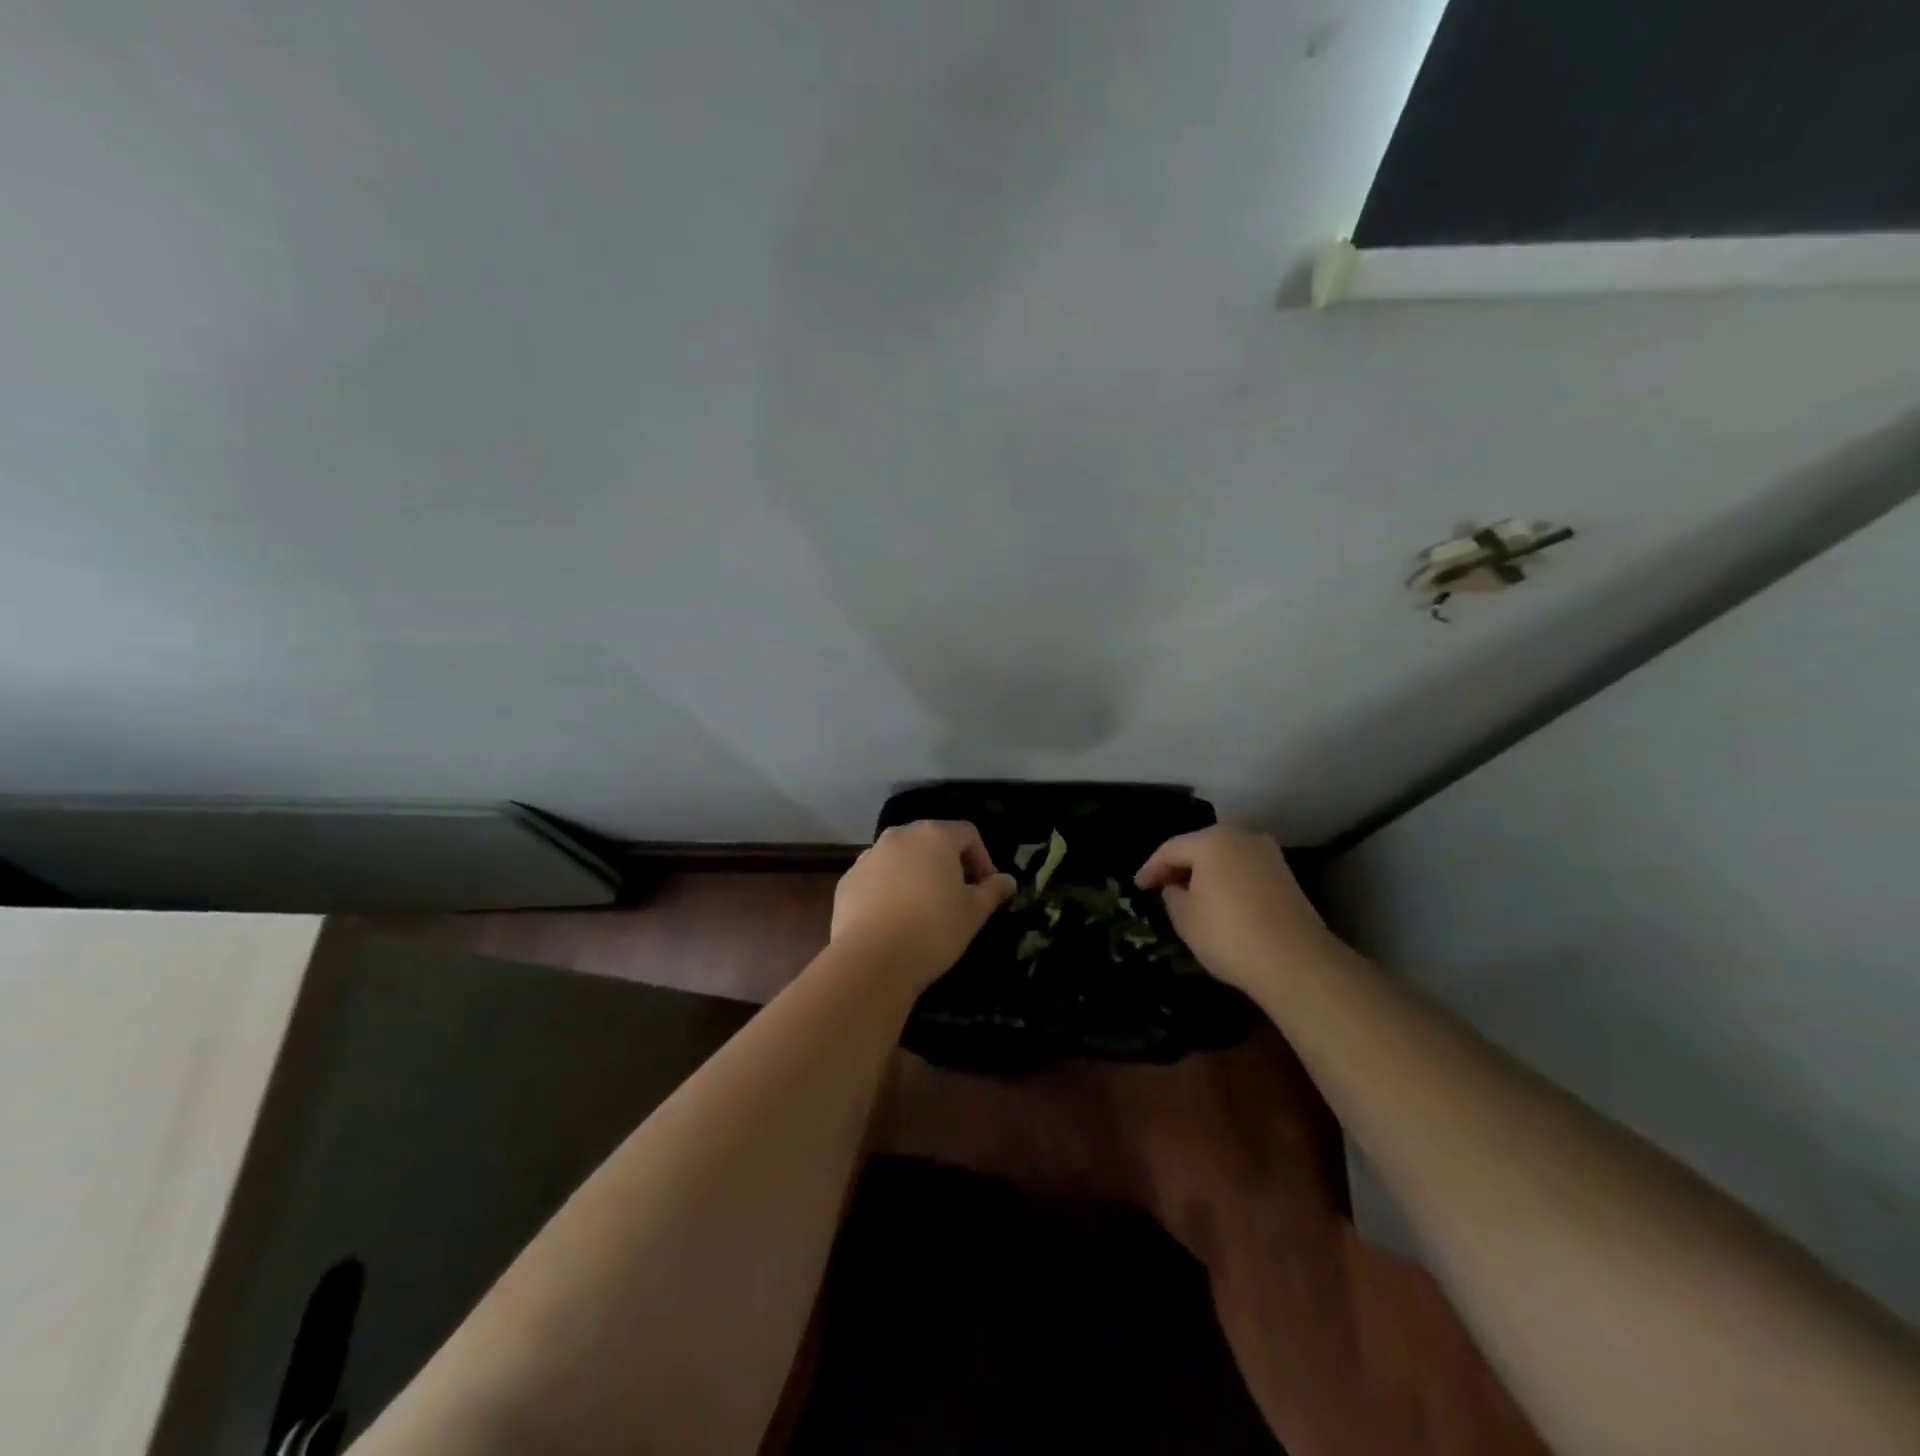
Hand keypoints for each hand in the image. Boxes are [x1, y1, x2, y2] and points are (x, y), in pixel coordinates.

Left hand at [831, 821, 1016, 989]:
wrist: (872, 960)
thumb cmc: (933, 929)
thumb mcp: (973, 913)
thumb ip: (992, 891)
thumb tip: (1008, 881)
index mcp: (934, 836)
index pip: (968, 834)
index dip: (982, 859)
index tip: (986, 889)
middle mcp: (899, 836)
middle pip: (932, 840)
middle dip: (949, 863)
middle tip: (959, 896)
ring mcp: (869, 856)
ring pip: (902, 857)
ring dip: (917, 873)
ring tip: (924, 908)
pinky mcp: (848, 880)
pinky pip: (877, 876)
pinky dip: (890, 888)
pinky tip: (895, 918)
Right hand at [1135, 826, 1337, 995]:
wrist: (1295, 962)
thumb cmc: (1228, 934)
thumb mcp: (1184, 917)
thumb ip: (1172, 895)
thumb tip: (1177, 887)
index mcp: (1212, 841)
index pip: (1171, 849)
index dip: (1151, 868)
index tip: (1139, 886)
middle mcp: (1242, 838)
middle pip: (1200, 847)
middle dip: (1180, 866)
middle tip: (1161, 887)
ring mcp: (1268, 856)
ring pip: (1225, 858)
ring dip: (1205, 873)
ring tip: (1189, 895)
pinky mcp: (1286, 877)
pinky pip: (1244, 871)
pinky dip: (1227, 882)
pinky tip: (1219, 902)